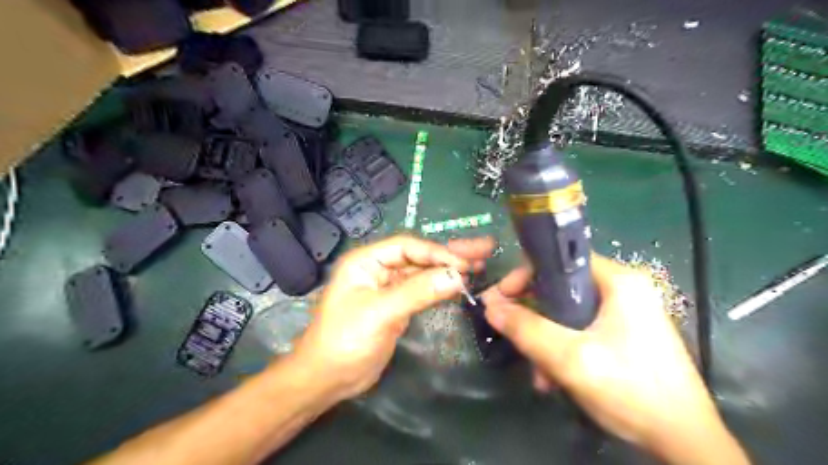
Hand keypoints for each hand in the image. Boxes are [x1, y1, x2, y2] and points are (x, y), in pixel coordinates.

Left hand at [294, 234, 493, 401]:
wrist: (327, 378)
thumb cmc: (345, 340)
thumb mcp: (381, 313)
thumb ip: (418, 292)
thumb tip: (457, 276)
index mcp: (367, 261)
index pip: (408, 247)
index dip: (437, 252)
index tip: (465, 264)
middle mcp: (378, 268)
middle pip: (419, 256)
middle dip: (450, 253)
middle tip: (484, 248)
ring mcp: (388, 287)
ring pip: (423, 272)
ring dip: (450, 269)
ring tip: (482, 263)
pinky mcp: (397, 305)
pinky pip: (422, 290)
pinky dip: (441, 286)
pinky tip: (461, 284)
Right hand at [479, 256, 750, 462]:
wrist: (684, 442)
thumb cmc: (631, 390)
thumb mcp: (570, 358)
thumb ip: (526, 329)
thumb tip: (490, 305)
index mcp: (618, 280)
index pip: (560, 260)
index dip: (526, 276)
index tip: (502, 298)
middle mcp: (623, 289)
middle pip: (561, 288)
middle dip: (533, 317)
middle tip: (513, 337)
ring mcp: (625, 313)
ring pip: (567, 313)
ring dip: (546, 340)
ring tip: (538, 374)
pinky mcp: (623, 334)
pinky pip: (580, 330)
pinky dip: (562, 349)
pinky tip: (554, 378)